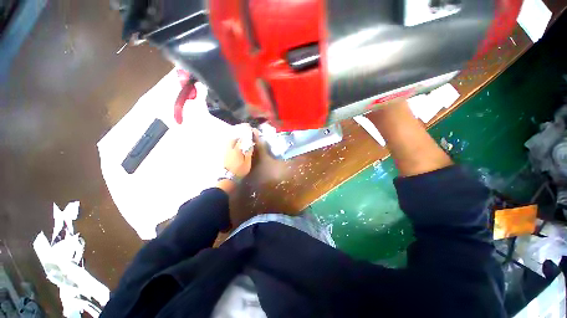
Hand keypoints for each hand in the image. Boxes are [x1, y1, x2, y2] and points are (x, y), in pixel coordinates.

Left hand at [224, 136, 254, 178]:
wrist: (229, 178)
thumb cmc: (240, 170)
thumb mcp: (247, 162)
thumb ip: (249, 153)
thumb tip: (250, 145)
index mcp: (237, 150)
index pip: (241, 140)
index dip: (246, 137)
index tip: (249, 135)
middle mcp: (230, 149)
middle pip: (232, 140)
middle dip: (238, 138)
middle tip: (243, 140)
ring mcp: (226, 153)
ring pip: (229, 144)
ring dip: (234, 142)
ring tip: (239, 145)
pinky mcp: (224, 156)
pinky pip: (228, 148)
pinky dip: (231, 147)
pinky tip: (235, 151)